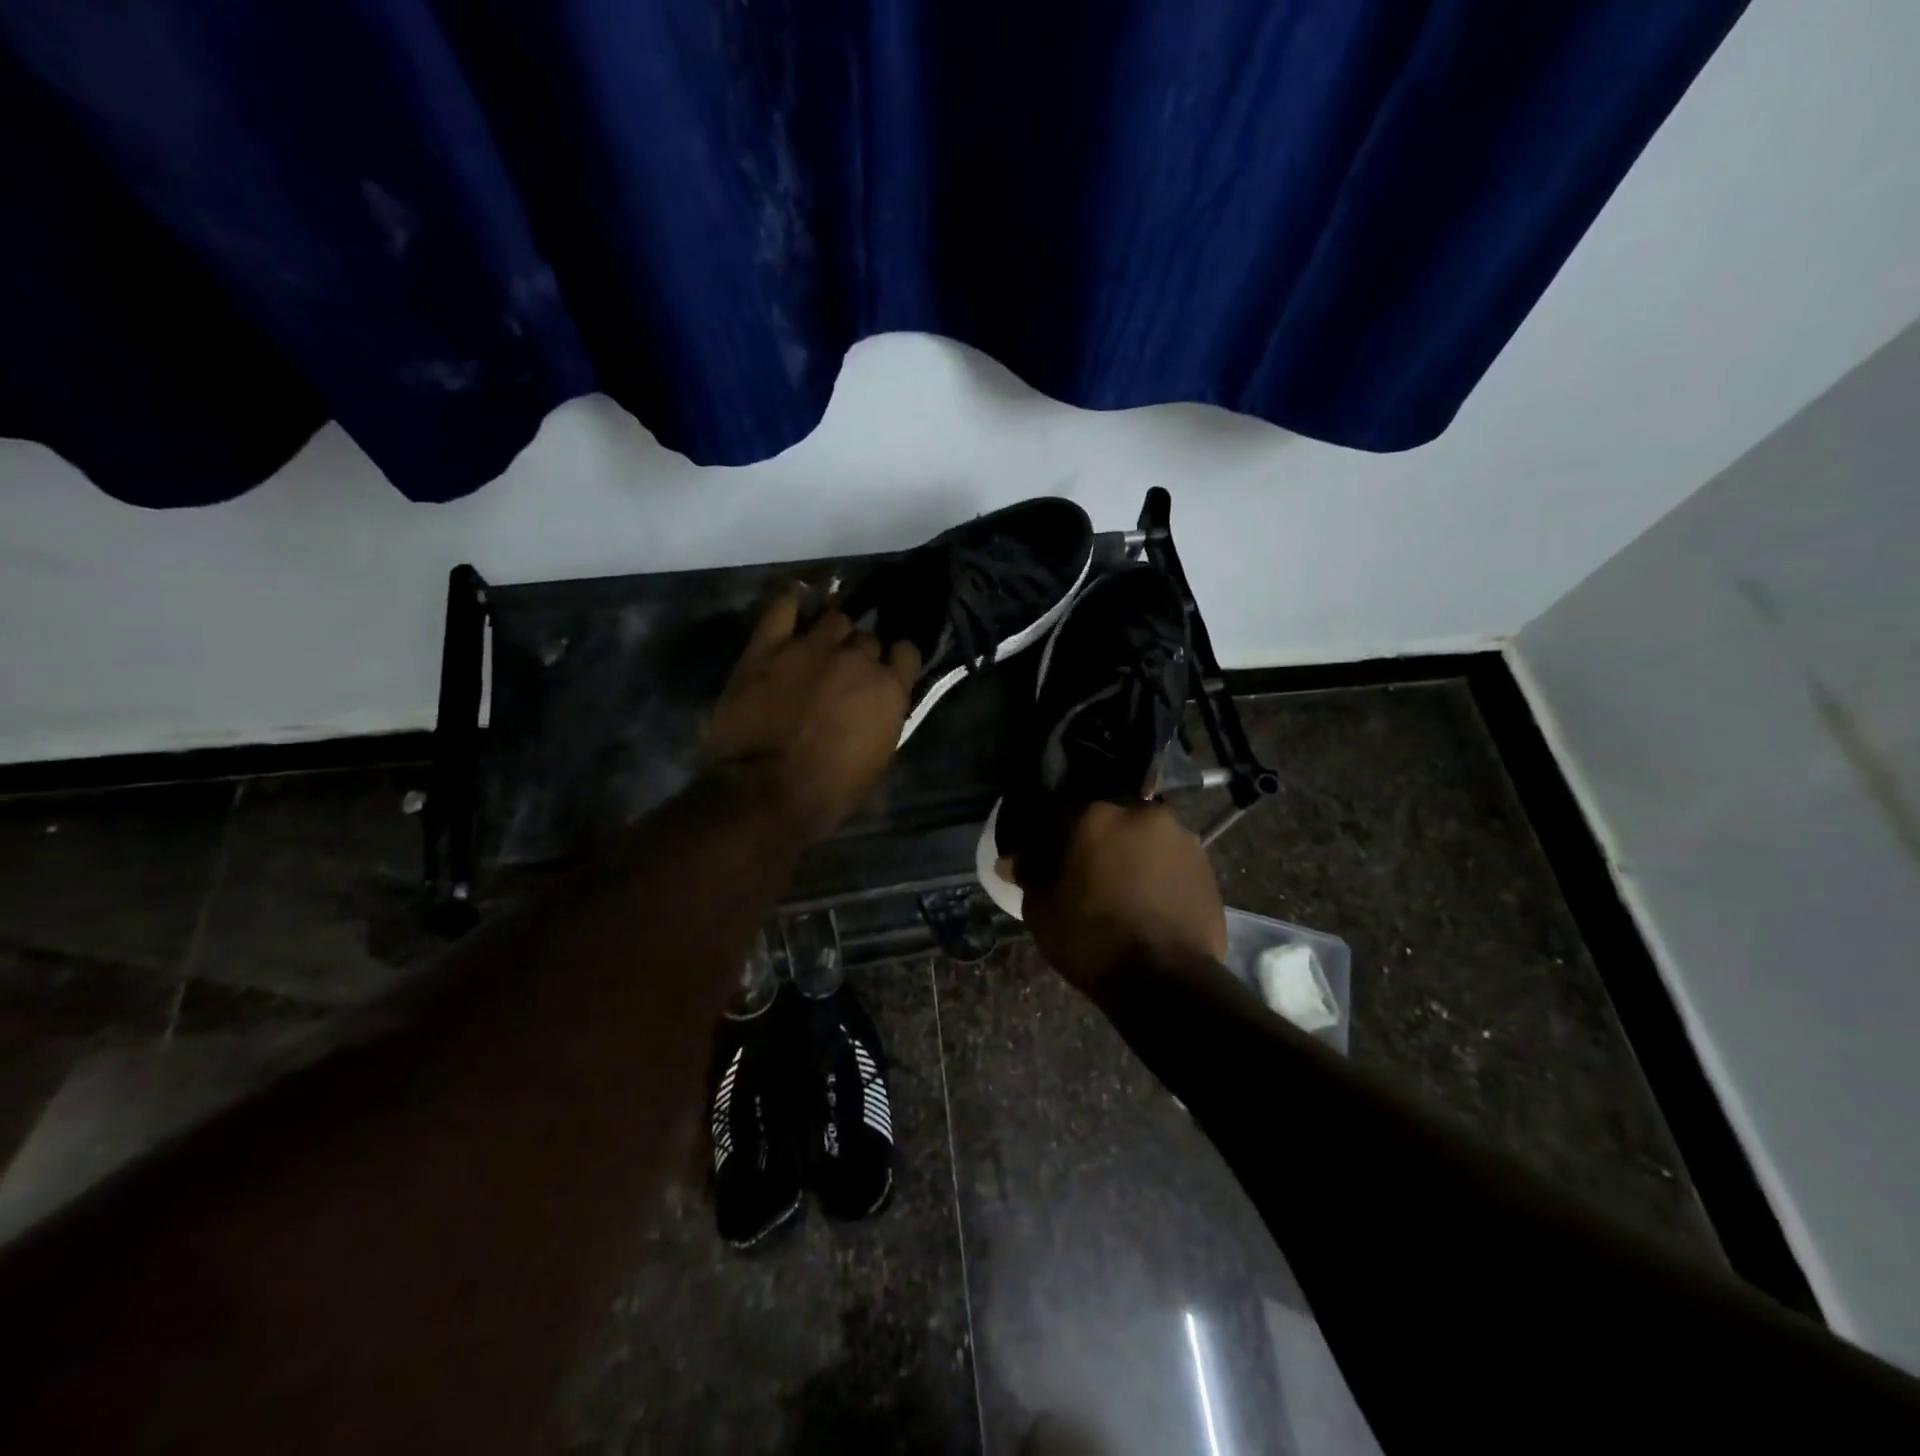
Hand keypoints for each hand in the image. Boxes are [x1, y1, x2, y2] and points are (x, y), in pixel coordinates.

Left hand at [703, 589, 921, 841]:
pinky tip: (796, 603)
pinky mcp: (769, 647)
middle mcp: (857, 659)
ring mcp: (812, 647)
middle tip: (845, 671)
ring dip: (832, 633)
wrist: (767, 793)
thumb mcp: (878, 759)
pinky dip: (792, 601)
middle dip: (860, 652)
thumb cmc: (830, 791)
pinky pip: (784, 606)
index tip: (887, 672)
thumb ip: (885, 718)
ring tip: (820, 646)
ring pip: (834, 619)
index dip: (895, 661)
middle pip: (867, 637)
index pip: (906, 652)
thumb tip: (883, 702)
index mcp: (890, 689)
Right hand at [1021, 801, 1227, 995]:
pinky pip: (1170, 860)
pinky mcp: (1206, 865)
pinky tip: (1149, 900)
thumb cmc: (1092, 939)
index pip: (1063, 812)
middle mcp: (1142, 814)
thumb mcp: (1042, 910)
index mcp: (1097, 815)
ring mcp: (1181, 837)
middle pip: (1110, 819)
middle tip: (1087, 871)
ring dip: (1132, 853)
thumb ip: (1029, 875)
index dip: (1052, 835)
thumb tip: (1012, 860)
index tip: (1048, 855)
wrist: (1166, 981)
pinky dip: (1158, 872)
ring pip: (1144, 837)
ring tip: (1122, 888)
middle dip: (1098, 840)